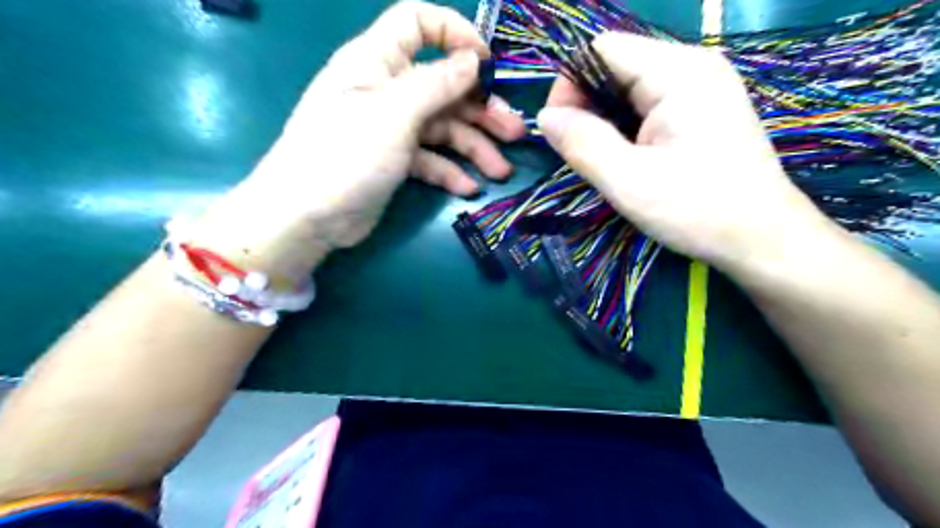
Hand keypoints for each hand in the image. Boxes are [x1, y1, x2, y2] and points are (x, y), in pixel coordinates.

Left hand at [229, 2, 520, 249]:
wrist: (306, 217)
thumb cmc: (345, 154)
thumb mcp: (393, 113)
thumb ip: (436, 84)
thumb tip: (472, 61)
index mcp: (376, 62)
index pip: (417, 24)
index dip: (454, 34)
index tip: (487, 64)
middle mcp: (386, 90)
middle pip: (443, 87)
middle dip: (480, 109)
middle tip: (514, 133)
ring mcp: (391, 128)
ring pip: (442, 128)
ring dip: (474, 148)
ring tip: (500, 171)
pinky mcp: (394, 162)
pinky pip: (430, 159)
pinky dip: (449, 172)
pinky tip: (468, 189)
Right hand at [531, 33, 832, 273]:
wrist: (761, 239)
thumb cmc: (697, 210)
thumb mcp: (629, 182)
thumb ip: (583, 143)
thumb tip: (544, 116)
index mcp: (678, 72)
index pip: (602, 50)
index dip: (570, 85)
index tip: (560, 132)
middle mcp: (692, 67)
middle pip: (616, 66)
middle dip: (587, 106)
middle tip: (581, 153)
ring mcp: (700, 87)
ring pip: (629, 88)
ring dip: (605, 121)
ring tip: (606, 160)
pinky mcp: (702, 110)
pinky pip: (648, 105)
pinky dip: (626, 127)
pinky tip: (629, 158)